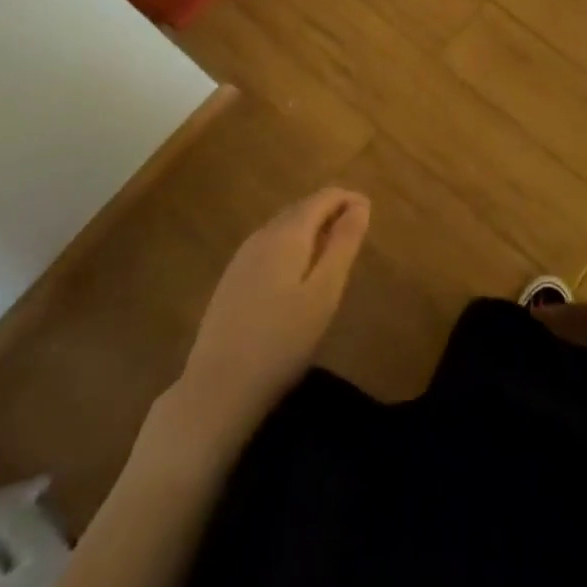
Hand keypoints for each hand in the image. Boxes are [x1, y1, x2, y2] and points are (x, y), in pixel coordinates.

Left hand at [178, 187, 370, 440]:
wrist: (216, 389)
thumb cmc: (281, 342)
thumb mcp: (324, 293)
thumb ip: (343, 245)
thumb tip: (360, 205)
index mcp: (287, 233)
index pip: (323, 197)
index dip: (349, 199)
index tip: (370, 212)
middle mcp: (262, 235)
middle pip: (302, 208)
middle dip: (331, 211)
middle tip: (356, 232)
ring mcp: (242, 257)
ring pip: (284, 227)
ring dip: (311, 228)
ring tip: (333, 251)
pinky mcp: (232, 280)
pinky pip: (270, 246)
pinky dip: (292, 245)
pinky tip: (298, 273)